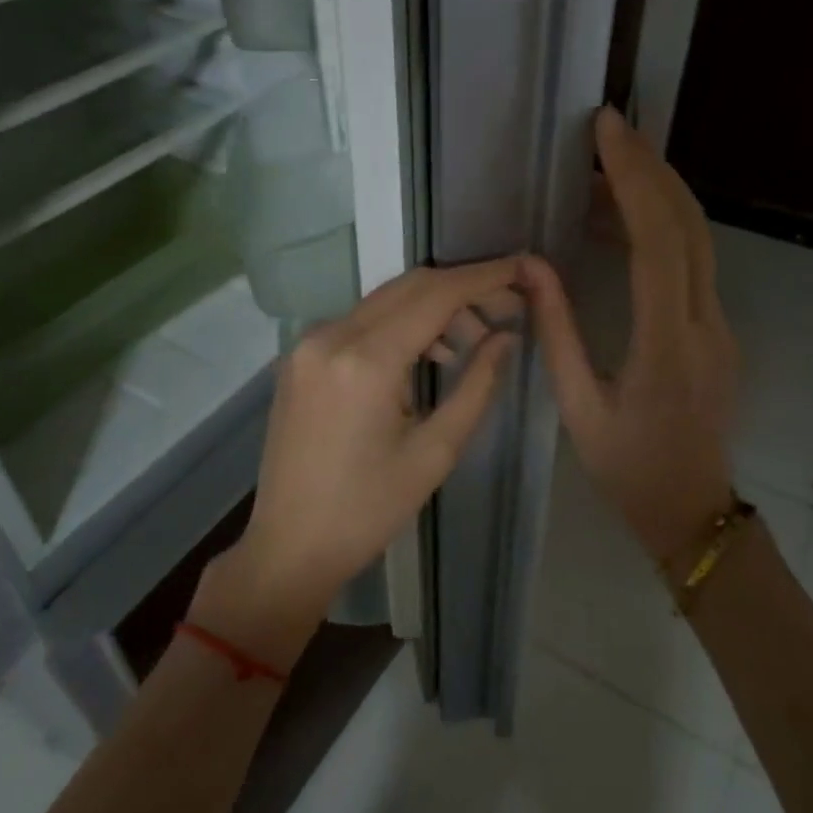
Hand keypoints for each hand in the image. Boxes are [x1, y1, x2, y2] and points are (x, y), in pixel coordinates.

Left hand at [191, 258, 523, 668]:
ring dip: (430, 308)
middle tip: (505, 309)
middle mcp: (330, 336)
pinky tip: (425, 355)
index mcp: (365, 361)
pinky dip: (398, 325)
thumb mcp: (435, 452)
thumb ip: (477, 385)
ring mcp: (307, 344)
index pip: (435, 295)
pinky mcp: (300, 358)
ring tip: (470, 343)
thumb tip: (507, 337)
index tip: (522, 267)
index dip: (483, 277)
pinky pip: (359, 322)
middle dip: (461, 290)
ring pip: (384, 301)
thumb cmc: (368, 510)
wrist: (290, 545)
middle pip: (408, 287)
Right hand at [521, 108, 738, 555]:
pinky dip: (660, 226)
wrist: (692, 509)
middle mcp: (705, 323)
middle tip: (610, 128)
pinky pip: (693, 263)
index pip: (657, 241)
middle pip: (689, 224)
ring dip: (656, 193)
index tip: (608, 132)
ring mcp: (720, 325)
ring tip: (604, 168)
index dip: (633, 179)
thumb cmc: (628, 467)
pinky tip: (622, 222)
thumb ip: (556, 332)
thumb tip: (531, 266)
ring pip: (698, 239)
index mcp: (666, 343)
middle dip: (650, 167)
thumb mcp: (578, 406)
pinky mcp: (717, 330)